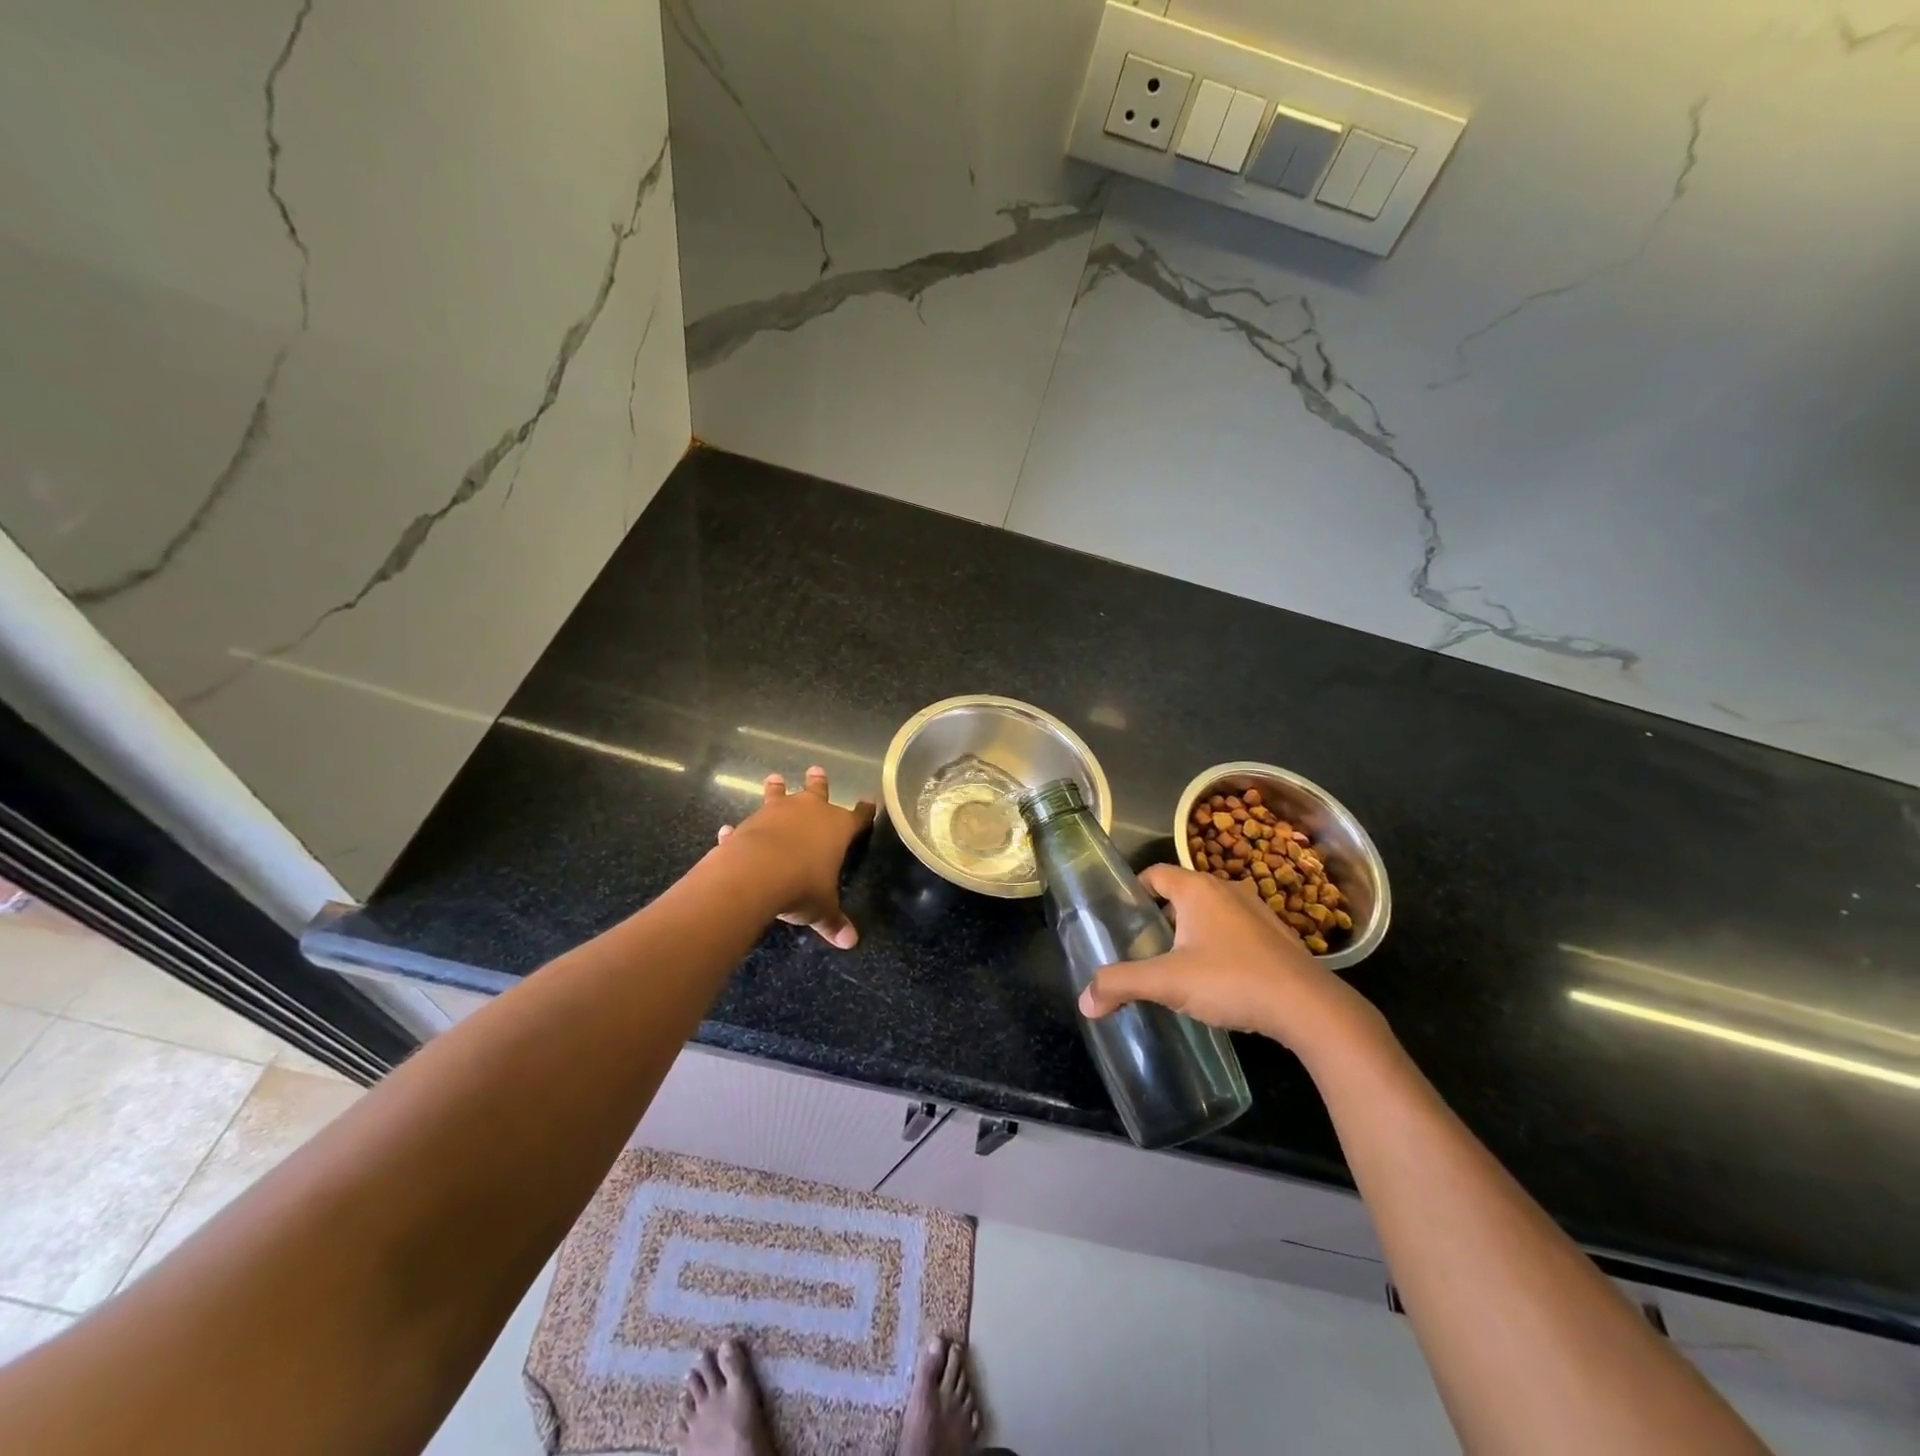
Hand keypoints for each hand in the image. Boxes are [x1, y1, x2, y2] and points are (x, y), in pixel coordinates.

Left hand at [714, 767, 875, 948]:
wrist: (756, 874)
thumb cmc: (802, 885)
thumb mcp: (822, 908)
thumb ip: (834, 921)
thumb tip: (850, 942)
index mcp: (837, 827)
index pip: (858, 816)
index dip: (865, 811)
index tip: (870, 801)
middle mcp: (809, 812)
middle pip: (817, 791)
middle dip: (819, 782)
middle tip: (816, 770)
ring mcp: (777, 813)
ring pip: (779, 795)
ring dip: (777, 788)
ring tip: (774, 778)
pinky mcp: (749, 823)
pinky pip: (746, 824)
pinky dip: (738, 829)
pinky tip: (728, 830)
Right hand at [1078, 864, 1382, 1053]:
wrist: (1308, 1007)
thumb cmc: (1231, 980)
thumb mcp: (1167, 982)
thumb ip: (1121, 985)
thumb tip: (1084, 1001)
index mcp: (1197, 888)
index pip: (1154, 874)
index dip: (1134, 892)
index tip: (1122, 920)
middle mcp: (1226, 888)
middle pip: (1181, 893)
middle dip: (1160, 918)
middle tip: (1143, 948)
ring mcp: (1256, 910)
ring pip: (1210, 912)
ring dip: (1191, 932)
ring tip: (1176, 964)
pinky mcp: (1276, 935)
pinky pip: (1235, 930)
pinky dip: (1219, 944)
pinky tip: (1217, 977)